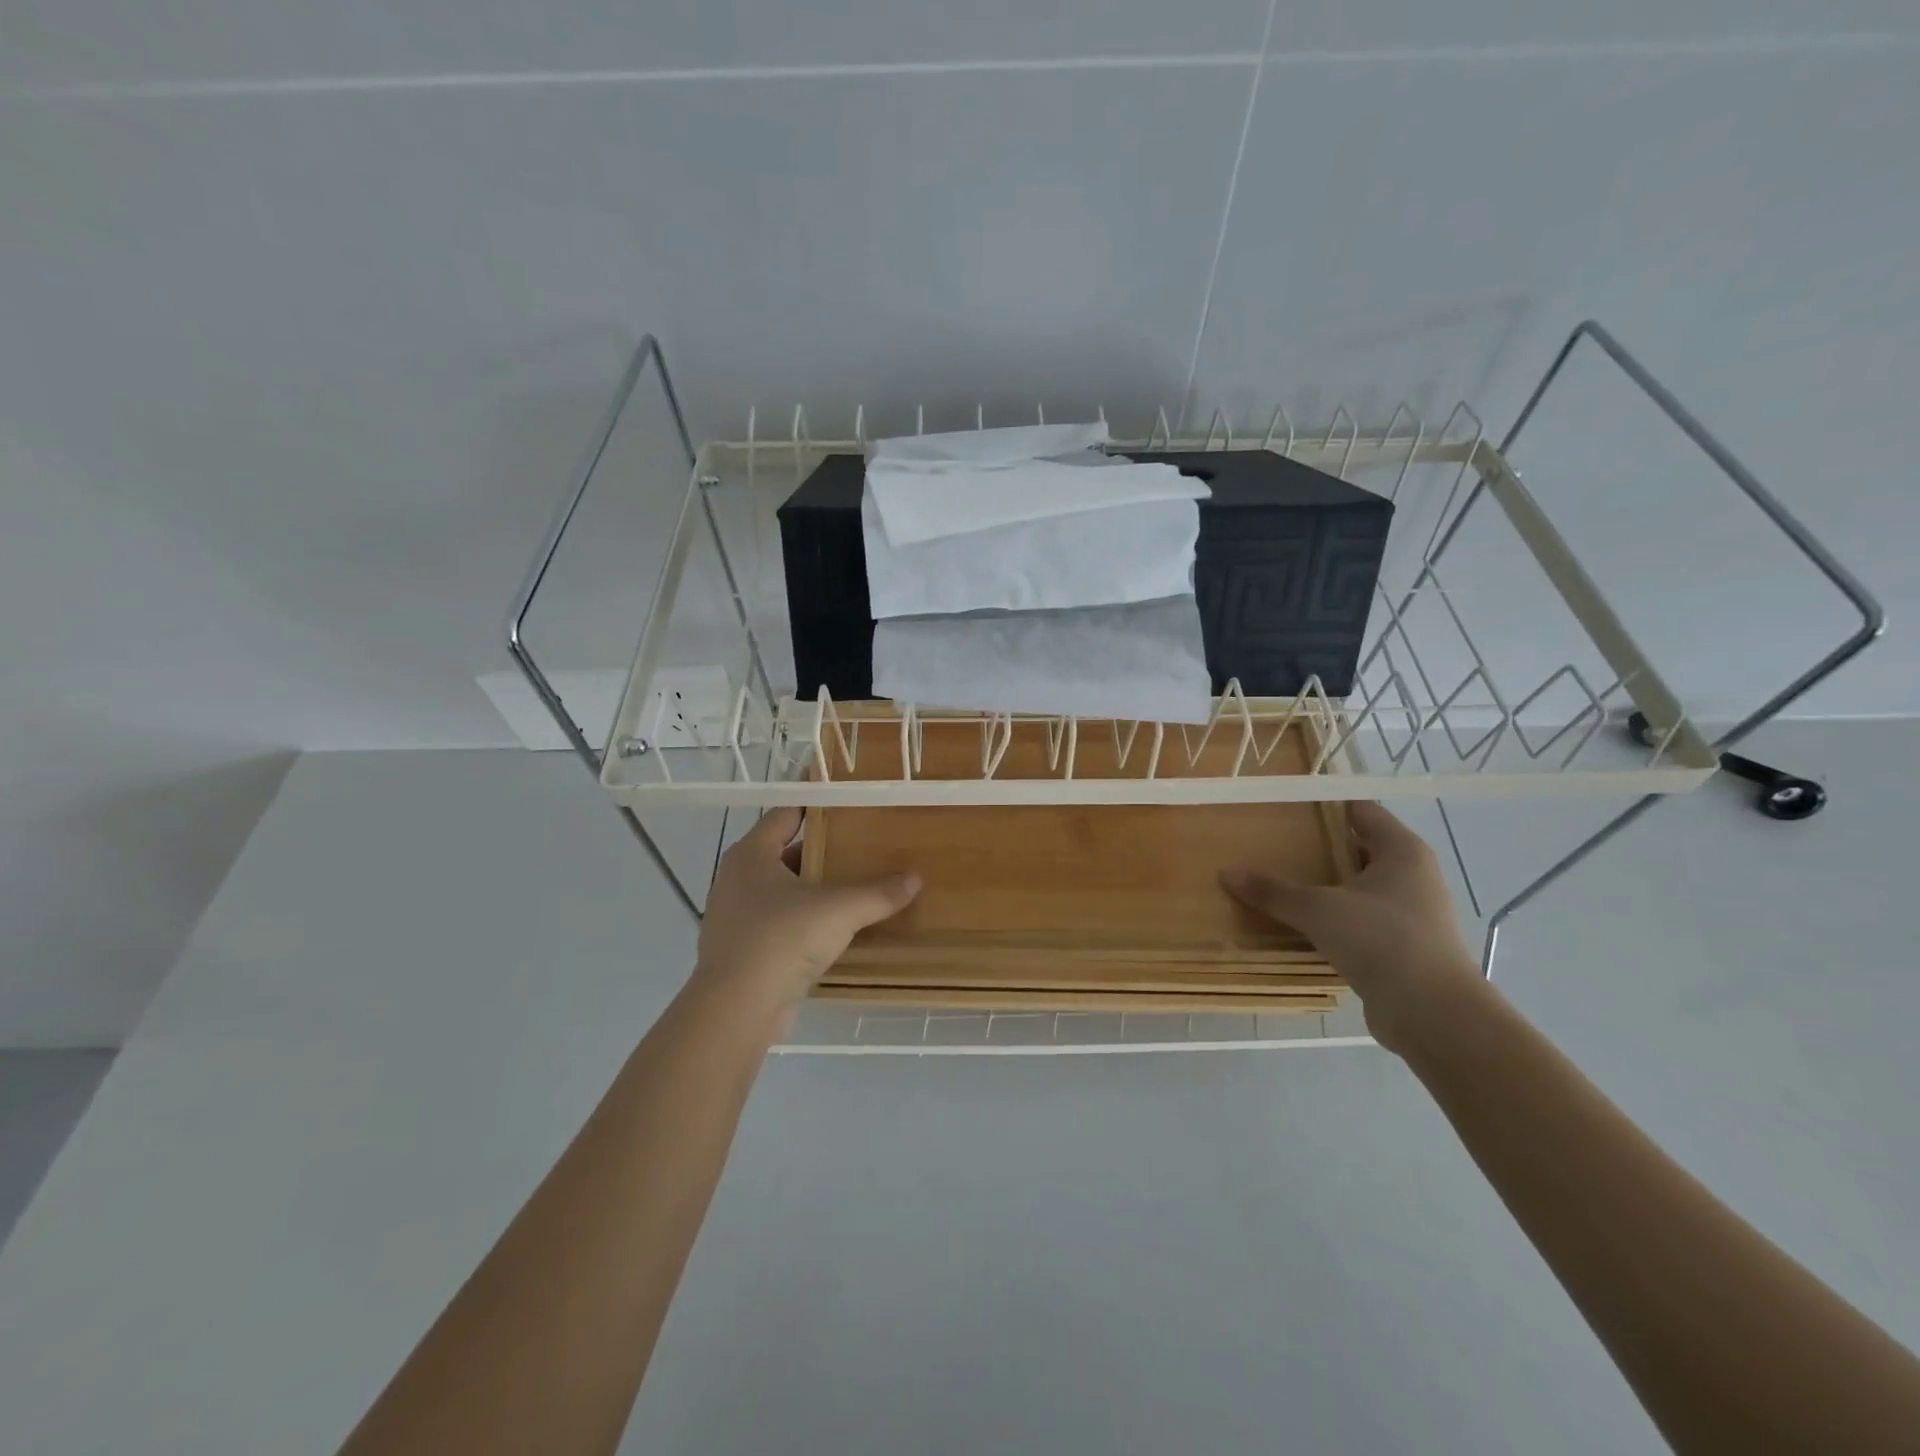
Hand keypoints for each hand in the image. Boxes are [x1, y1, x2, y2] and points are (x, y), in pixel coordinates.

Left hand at [692, 808, 920, 1019]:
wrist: (737, 1009)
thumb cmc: (782, 939)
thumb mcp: (839, 910)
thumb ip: (878, 893)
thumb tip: (915, 879)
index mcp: (751, 855)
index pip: (785, 814)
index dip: (815, 806)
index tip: (848, 804)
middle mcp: (737, 879)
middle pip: (784, 853)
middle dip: (821, 851)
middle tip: (860, 846)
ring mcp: (735, 917)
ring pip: (781, 891)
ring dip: (812, 889)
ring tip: (853, 886)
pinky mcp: (741, 950)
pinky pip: (778, 924)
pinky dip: (803, 922)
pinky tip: (833, 929)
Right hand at [1220, 801, 1485, 1054]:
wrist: (1433, 1015)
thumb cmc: (1381, 940)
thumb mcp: (1318, 910)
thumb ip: (1273, 890)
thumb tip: (1227, 872)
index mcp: (1402, 851)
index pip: (1360, 809)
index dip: (1324, 803)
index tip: (1284, 803)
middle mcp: (1412, 875)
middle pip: (1358, 848)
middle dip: (1317, 845)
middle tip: (1271, 840)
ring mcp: (1410, 913)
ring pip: (1358, 887)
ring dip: (1323, 885)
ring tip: (1278, 880)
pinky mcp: (1402, 947)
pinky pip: (1359, 920)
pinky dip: (1332, 918)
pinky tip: (1299, 923)